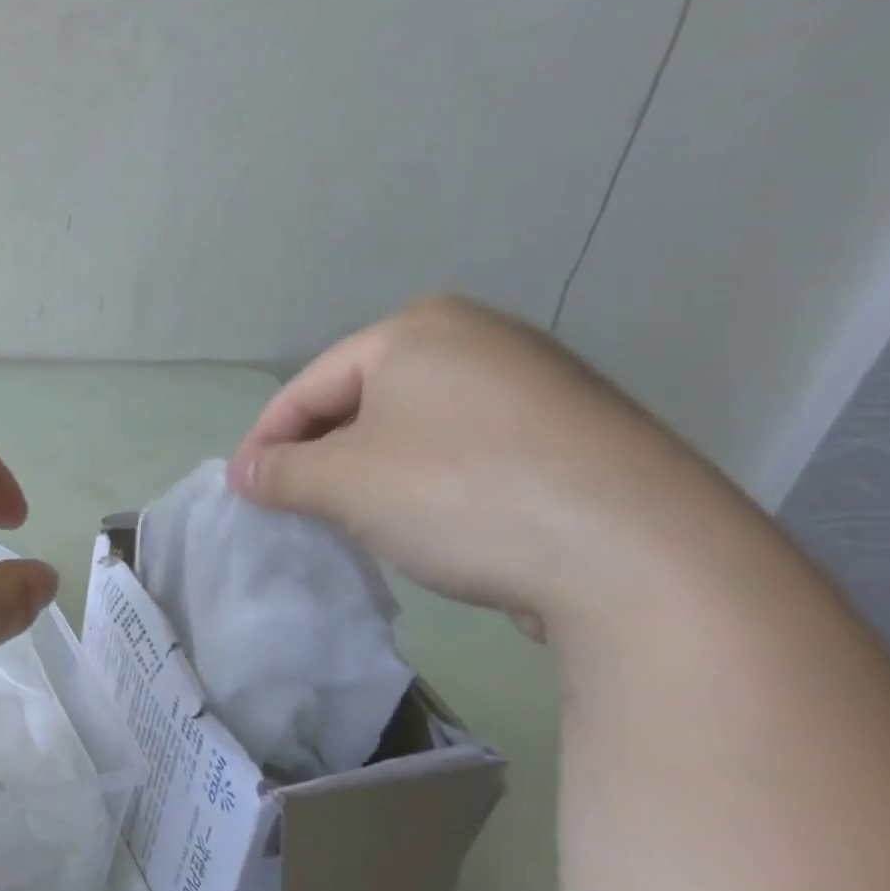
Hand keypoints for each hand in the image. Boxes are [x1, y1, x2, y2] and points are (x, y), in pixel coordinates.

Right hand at [226, 296, 743, 640]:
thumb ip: (280, 473)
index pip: (309, 386)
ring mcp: (538, 383)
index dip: (265, 441)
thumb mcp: (343, 483)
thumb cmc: (461, 495)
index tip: (242, 491)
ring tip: (356, 519)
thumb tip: (245, 475)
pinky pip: (469, 448)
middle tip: (294, 506)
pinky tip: (433, 522)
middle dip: (319, 455)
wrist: (647, 561)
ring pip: (415, 427)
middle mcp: (480, 338)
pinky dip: (432, 481)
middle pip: (362, 401)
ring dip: (371, 471)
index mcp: (417, 329)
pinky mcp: (577, 433)